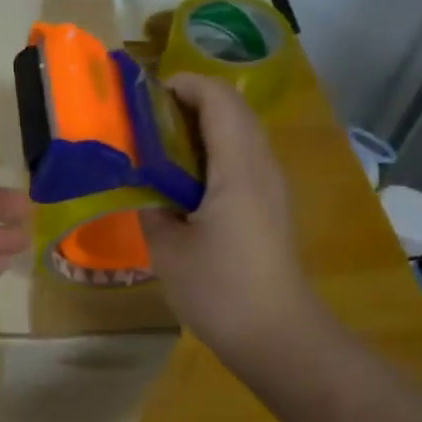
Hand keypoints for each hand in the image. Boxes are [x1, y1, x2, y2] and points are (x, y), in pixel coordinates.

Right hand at [139, 73, 324, 373]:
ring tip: (159, 147)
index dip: (183, 85)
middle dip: (189, 102)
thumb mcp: (167, 249)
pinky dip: (213, 153)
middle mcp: (262, 166)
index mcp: (238, 167)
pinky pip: (243, 159)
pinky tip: (184, 182)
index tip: (145, 96)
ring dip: (201, 128)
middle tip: (145, 122)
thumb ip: (151, 205)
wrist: (278, 337)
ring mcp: (272, 186)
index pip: (218, 99)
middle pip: (232, 110)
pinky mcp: (271, 206)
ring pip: (240, 134)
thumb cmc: (220, 290)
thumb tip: (143, 184)